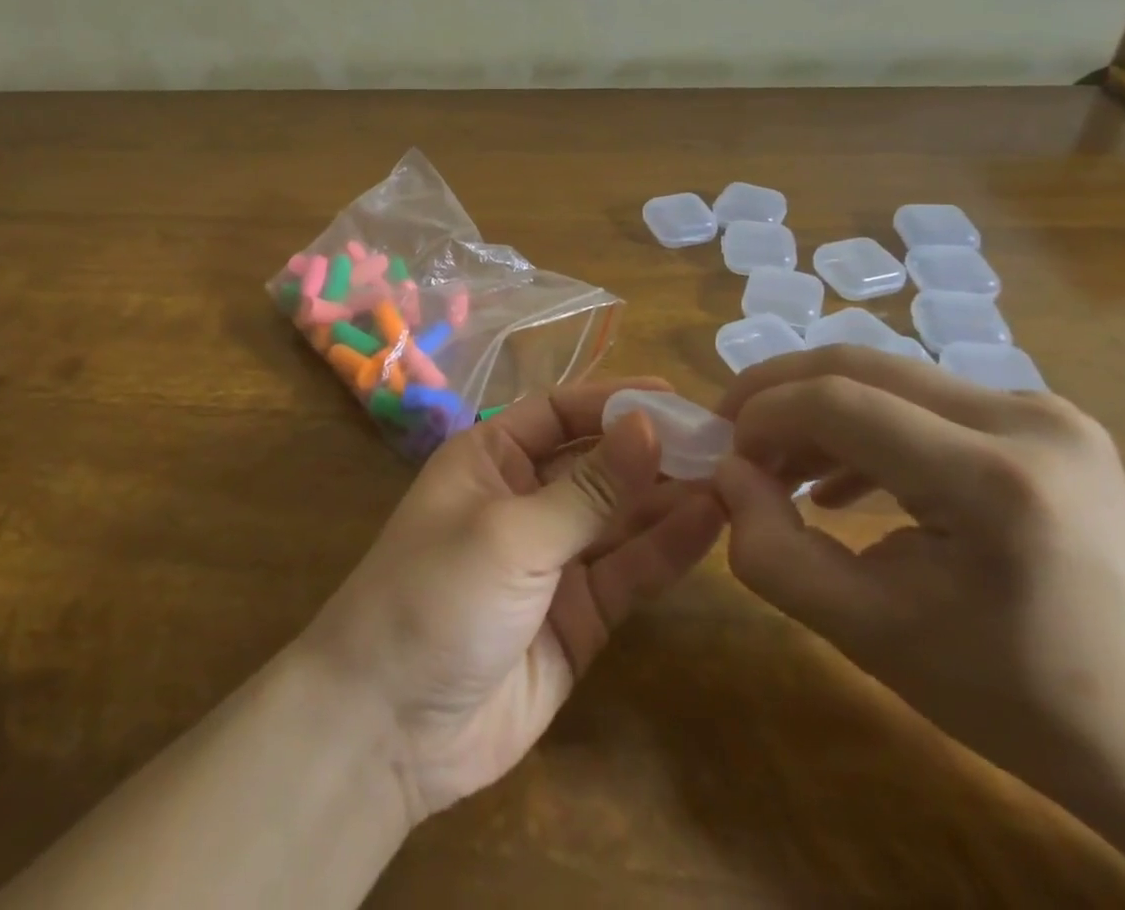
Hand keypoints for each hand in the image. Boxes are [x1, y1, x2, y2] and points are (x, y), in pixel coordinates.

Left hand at [299, 378, 724, 822]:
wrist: (391, 727)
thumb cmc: (436, 596)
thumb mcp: (511, 533)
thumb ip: (587, 489)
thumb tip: (649, 425)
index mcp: (488, 458)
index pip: (558, 412)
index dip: (612, 402)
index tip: (674, 397)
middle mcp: (522, 499)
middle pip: (596, 462)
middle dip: (651, 450)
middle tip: (722, 440)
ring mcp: (552, 560)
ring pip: (619, 517)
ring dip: (668, 496)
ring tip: (733, 476)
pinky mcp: (578, 617)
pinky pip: (627, 572)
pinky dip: (665, 548)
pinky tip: (710, 522)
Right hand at [709, 347, 1124, 868]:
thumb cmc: (1024, 703)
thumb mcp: (873, 638)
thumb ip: (773, 552)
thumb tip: (726, 475)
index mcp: (993, 480)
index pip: (837, 402)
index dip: (760, 416)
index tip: (721, 456)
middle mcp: (1025, 419)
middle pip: (858, 366)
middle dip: (776, 393)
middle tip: (731, 438)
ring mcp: (1044, 412)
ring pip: (887, 376)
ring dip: (817, 409)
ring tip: (777, 466)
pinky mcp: (1046, 422)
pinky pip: (925, 400)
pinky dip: (866, 424)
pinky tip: (841, 480)